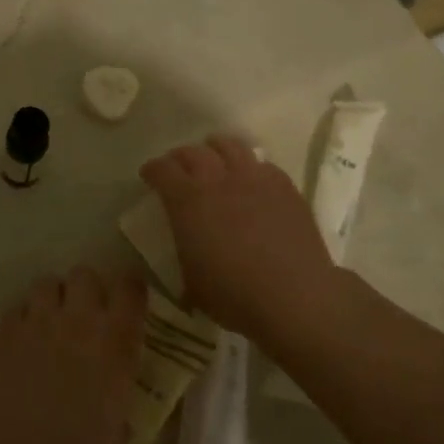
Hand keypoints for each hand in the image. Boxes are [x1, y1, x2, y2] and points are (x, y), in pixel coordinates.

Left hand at [0, 266, 145, 443]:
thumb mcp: (119, 430)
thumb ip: (122, 393)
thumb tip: (120, 382)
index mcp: (115, 342)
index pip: (131, 289)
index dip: (132, 289)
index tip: (131, 300)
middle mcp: (78, 320)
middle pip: (85, 274)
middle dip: (88, 289)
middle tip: (87, 314)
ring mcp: (38, 322)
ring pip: (47, 282)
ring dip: (54, 298)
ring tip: (52, 321)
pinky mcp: (6, 332)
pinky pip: (18, 306)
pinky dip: (24, 317)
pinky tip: (25, 340)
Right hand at [140, 136, 337, 338]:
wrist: (295, 296)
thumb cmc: (234, 295)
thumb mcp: (192, 283)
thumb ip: (183, 256)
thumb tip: (184, 254)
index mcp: (187, 201)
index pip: (162, 170)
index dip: (152, 170)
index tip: (149, 175)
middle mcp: (217, 180)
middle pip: (193, 152)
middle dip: (180, 157)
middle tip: (178, 167)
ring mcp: (254, 178)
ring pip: (230, 146)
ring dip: (216, 148)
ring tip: (214, 157)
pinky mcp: (284, 186)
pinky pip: (262, 164)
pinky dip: (250, 167)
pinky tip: (251, 180)